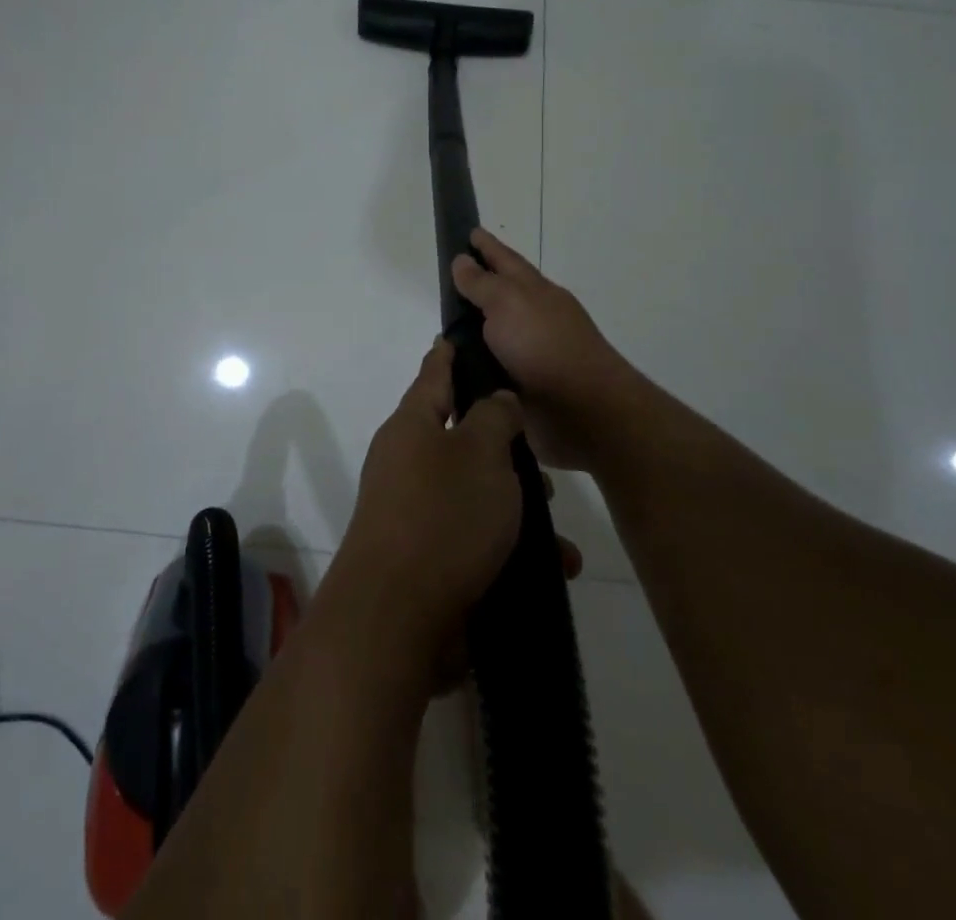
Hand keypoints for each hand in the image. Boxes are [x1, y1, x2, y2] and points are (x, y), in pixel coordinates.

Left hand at [334, 341, 525, 653]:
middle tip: (539, 455)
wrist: (397, 618)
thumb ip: (494, 418)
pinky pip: (475, 539)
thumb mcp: (481, 453)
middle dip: (502, 447)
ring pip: (474, 493)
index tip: (455, 336)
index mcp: (412, 426)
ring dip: (515, 506)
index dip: (448, 355)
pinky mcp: (426, 558)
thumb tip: (496, 399)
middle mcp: (406, 463)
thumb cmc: (443, 516)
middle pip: (458, 438)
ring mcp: (412, 512)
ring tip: (558, 529)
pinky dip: (510, 548)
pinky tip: (552, 569)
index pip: (433, 375)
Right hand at [451, 229, 641, 470]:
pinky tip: (449, 376)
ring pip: (491, 340)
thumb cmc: (545, 346)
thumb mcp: (509, 302)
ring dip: (469, 339)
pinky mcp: (521, 392)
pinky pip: (487, 375)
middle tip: (442, 286)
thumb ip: (482, 284)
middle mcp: (532, 321)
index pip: (505, 260)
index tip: (469, 232)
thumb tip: (462, 260)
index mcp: (534, 293)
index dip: (487, 246)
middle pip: (499, 300)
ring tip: (437, 338)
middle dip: (474, 292)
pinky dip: (471, 372)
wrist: (583, 412)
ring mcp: (528, 357)